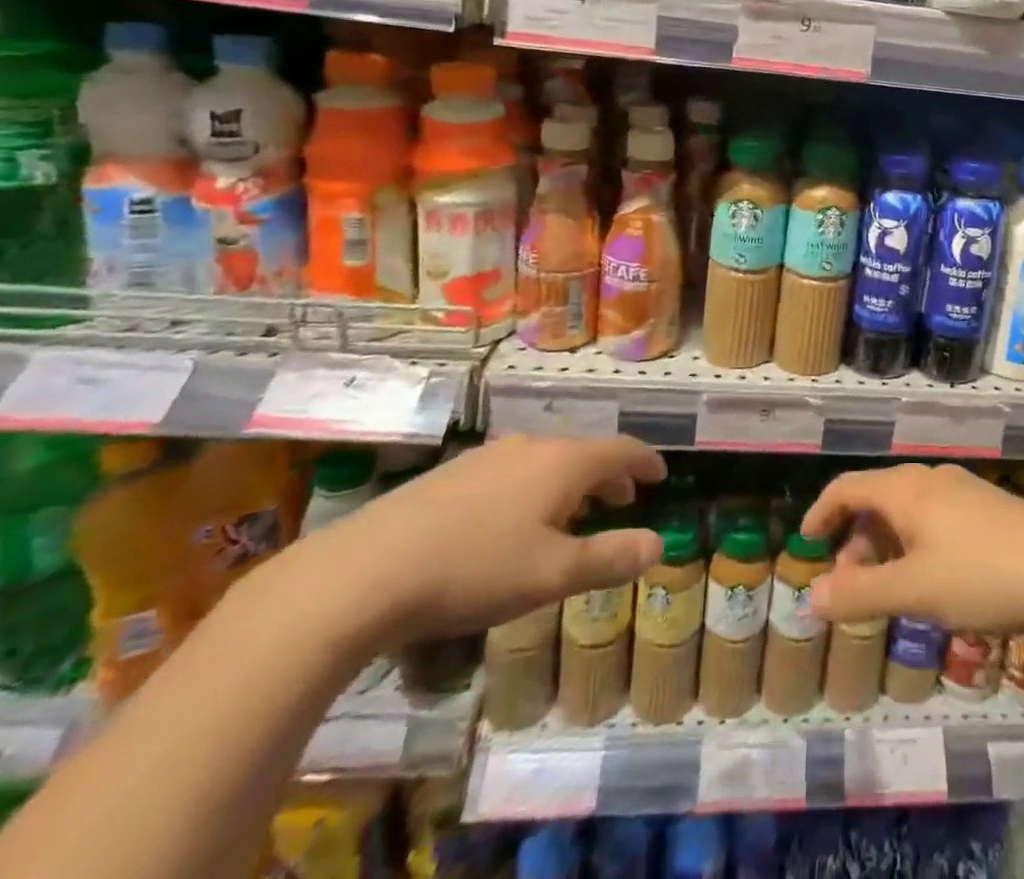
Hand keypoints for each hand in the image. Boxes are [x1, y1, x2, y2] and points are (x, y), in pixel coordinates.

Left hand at [303, 436, 667, 642]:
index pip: (619, 450)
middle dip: (608, 475)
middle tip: (622, 498)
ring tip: (572, 515)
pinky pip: (511, 473)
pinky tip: (513, 523)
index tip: (660, 474)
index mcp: (562, 463)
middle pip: (582, 453)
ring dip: (570, 484)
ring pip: (545, 462)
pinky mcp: (450, 476)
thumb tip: (659, 544)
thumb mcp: (553, 575)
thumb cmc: (474, 570)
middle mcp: (529, 448)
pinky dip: (533, 489)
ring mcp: (486, 458)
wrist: (363, 573)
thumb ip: (610, 557)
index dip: (644, 461)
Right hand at [800, 464, 1023, 638]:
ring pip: (908, 509)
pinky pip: (935, 516)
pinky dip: (916, 542)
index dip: (820, 512)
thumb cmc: (980, 575)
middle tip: (853, 585)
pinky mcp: (988, 506)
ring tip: (893, 588)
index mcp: (906, 489)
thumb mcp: (914, 591)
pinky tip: (935, 578)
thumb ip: (860, 593)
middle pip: (877, 498)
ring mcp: (963, 490)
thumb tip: (811, 596)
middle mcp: (931, 479)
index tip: (806, 544)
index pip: (847, 487)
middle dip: (856, 539)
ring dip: (887, 544)